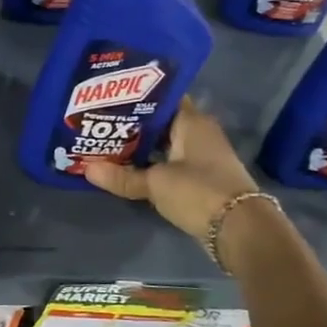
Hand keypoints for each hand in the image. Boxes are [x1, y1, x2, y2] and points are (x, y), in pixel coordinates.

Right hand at [82, 99, 261, 243]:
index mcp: (192, 122)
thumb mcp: (155, 183)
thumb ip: (122, 176)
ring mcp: (203, 157)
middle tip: (100, 123)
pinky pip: (171, 163)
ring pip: (165, 145)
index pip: (162, 98)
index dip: (136, 97)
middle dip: (133, 124)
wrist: (240, 230)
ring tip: (107, 145)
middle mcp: (200, 133)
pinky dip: (152, 165)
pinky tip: (128, 169)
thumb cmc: (198, 191)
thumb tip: (86, 169)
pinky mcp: (202, 178)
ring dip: (142, 147)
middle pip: (161, 122)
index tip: (109, 99)